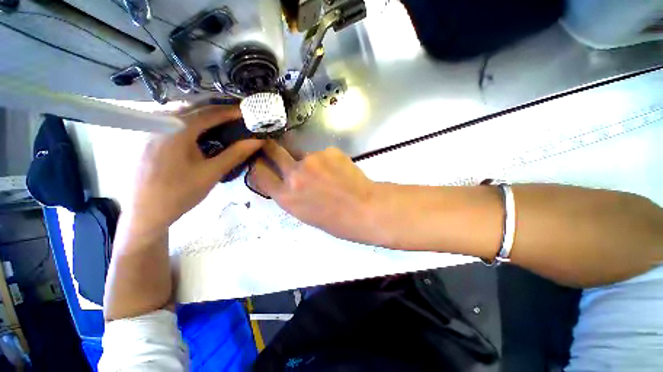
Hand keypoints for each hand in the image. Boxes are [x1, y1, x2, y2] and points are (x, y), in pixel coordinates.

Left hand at [125, 106, 262, 236]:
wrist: (145, 213)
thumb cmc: (180, 192)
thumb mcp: (212, 172)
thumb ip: (236, 154)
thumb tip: (257, 141)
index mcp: (177, 129)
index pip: (210, 113)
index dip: (232, 111)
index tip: (249, 112)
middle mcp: (163, 122)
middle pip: (196, 109)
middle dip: (219, 111)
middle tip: (239, 116)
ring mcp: (153, 129)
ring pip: (184, 115)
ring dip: (206, 117)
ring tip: (225, 123)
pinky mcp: (150, 138)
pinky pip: (175, 123)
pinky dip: (193, 124)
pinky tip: (202, 133)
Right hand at [247, 141, 381, 243]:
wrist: (365, 209)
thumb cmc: (337, 220)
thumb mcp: (305, 213)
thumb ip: (292, 194)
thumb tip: (288, 178)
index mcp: (286, 197)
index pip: (259, 174)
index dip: (258, 165)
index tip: (260, 160)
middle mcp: (294, 174)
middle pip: (273, 151)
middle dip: (270, 147)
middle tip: (272, 145)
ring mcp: (312, 159)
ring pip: (304, 154)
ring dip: (310, 161)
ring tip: (328, 174)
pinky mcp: (329, 150)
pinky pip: (323, 154)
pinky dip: (328, 161)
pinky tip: (340, 171)